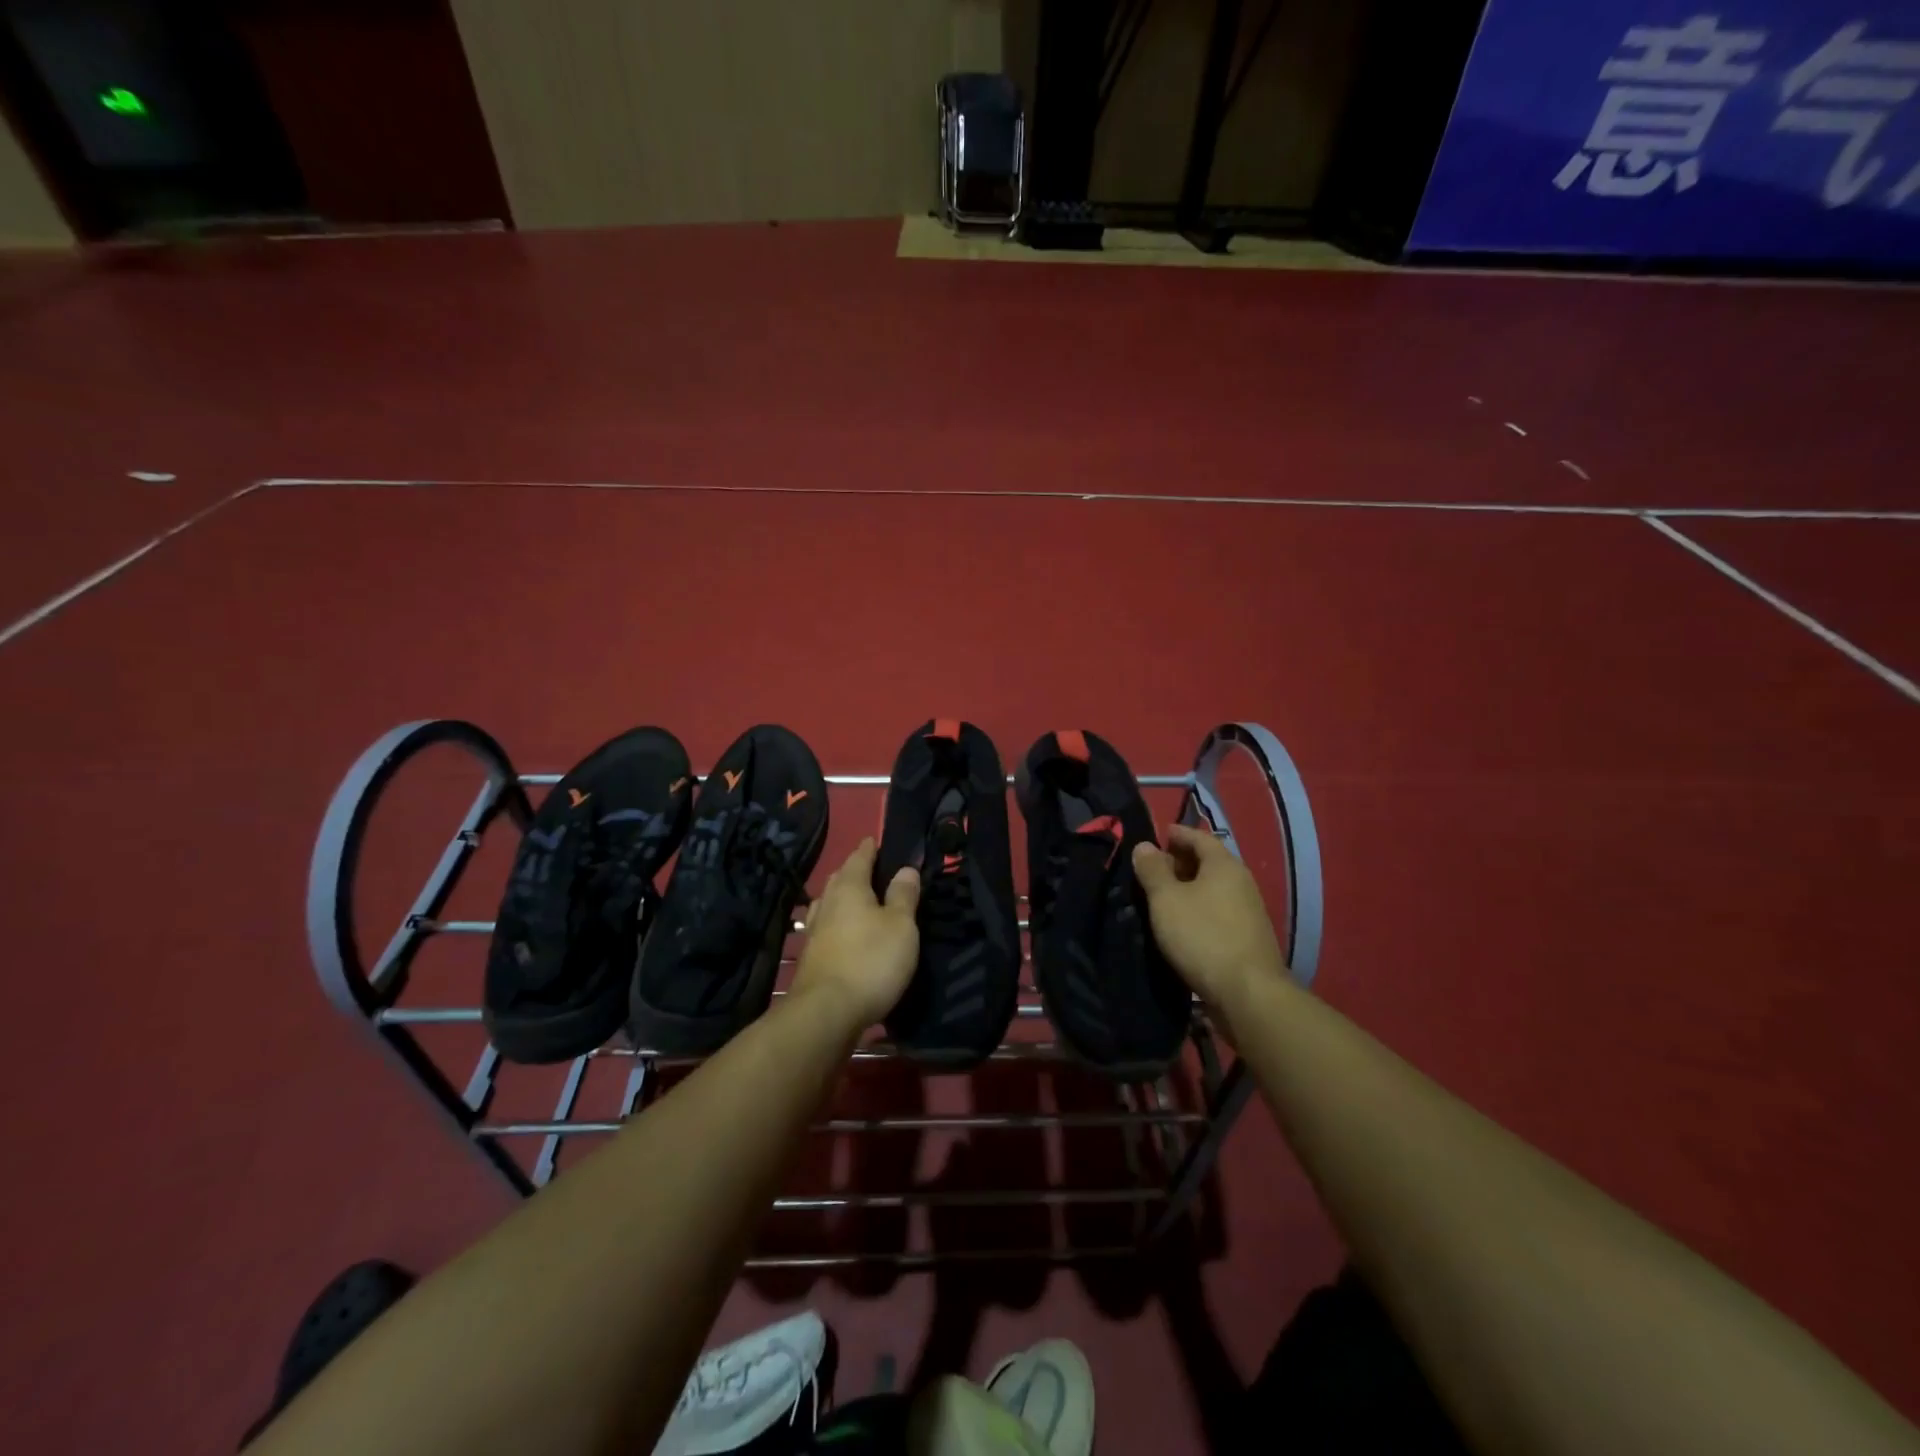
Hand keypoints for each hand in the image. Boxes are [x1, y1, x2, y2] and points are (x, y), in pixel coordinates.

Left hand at [791, 838, 920, 1029]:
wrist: (826, 1013)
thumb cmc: (870, 961)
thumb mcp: (901, 926)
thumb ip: (903, 895)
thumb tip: (905, 868)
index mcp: (850, 888)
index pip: (859, 858)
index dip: (869, 849)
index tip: (875, 840)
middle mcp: (827, 903)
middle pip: (840, 879)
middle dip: (854, 872)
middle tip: (871, 870)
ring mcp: (814, 931)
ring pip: (829, 904)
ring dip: (843, 898)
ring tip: (859, 901)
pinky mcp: (810, 958)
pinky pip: (825, 928)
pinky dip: (836, 924)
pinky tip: (843, 934)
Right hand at [1132, 825, 1287, 1018]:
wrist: (1248, 993)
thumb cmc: (1202, 936)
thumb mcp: (1166, 899)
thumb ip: (1153, 870)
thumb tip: (1145, 846)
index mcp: (1224, 865)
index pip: (1199, 837)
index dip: (1177, 834)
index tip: (1157, 836)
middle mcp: (1241, 882)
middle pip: (1208, 862)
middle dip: (1180, 861)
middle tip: (1152, 868)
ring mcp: (1249, 911)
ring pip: (1213, 888)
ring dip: (1188, 888)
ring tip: (1160, 897)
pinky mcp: (1247, 937)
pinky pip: (1217, 910)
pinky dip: (1198, 908)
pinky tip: (1181, 923)